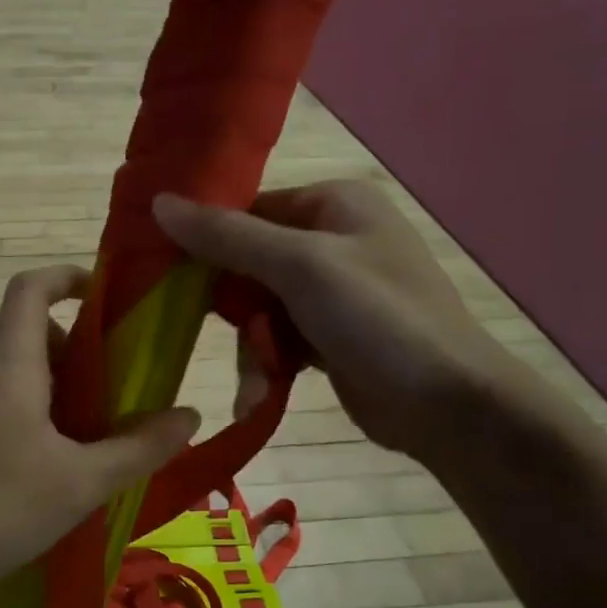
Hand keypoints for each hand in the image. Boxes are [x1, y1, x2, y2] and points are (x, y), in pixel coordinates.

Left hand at [0, 266, 199, 607]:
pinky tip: (36, 458)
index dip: (66, 276)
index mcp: (7, 367)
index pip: (29, 288)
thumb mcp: (80, 484)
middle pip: (22, 325)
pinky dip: (20, 402)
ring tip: (79, 426)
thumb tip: (189, 416)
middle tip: (106, 381)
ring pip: (4, 363)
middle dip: (69, 341)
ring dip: (46, 377)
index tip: (103, 294)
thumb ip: (138, 449)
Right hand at [154, 181, 507, 461]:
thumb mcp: (300, 267)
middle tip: (222, 332)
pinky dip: (269, 365)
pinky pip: (280, 340)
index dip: (207, 240)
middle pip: (248, 263)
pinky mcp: (330, 337)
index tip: (167, 274)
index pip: (247, 211)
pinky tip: (261, 396)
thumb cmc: (378, 319)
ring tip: (258, 381)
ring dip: (254, 347)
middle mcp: (332, 240)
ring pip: (259, 310)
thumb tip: (159, 203)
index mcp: (332, 204)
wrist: (447, 404)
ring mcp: (332, 292)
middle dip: (236, 308)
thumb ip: (228, 237)